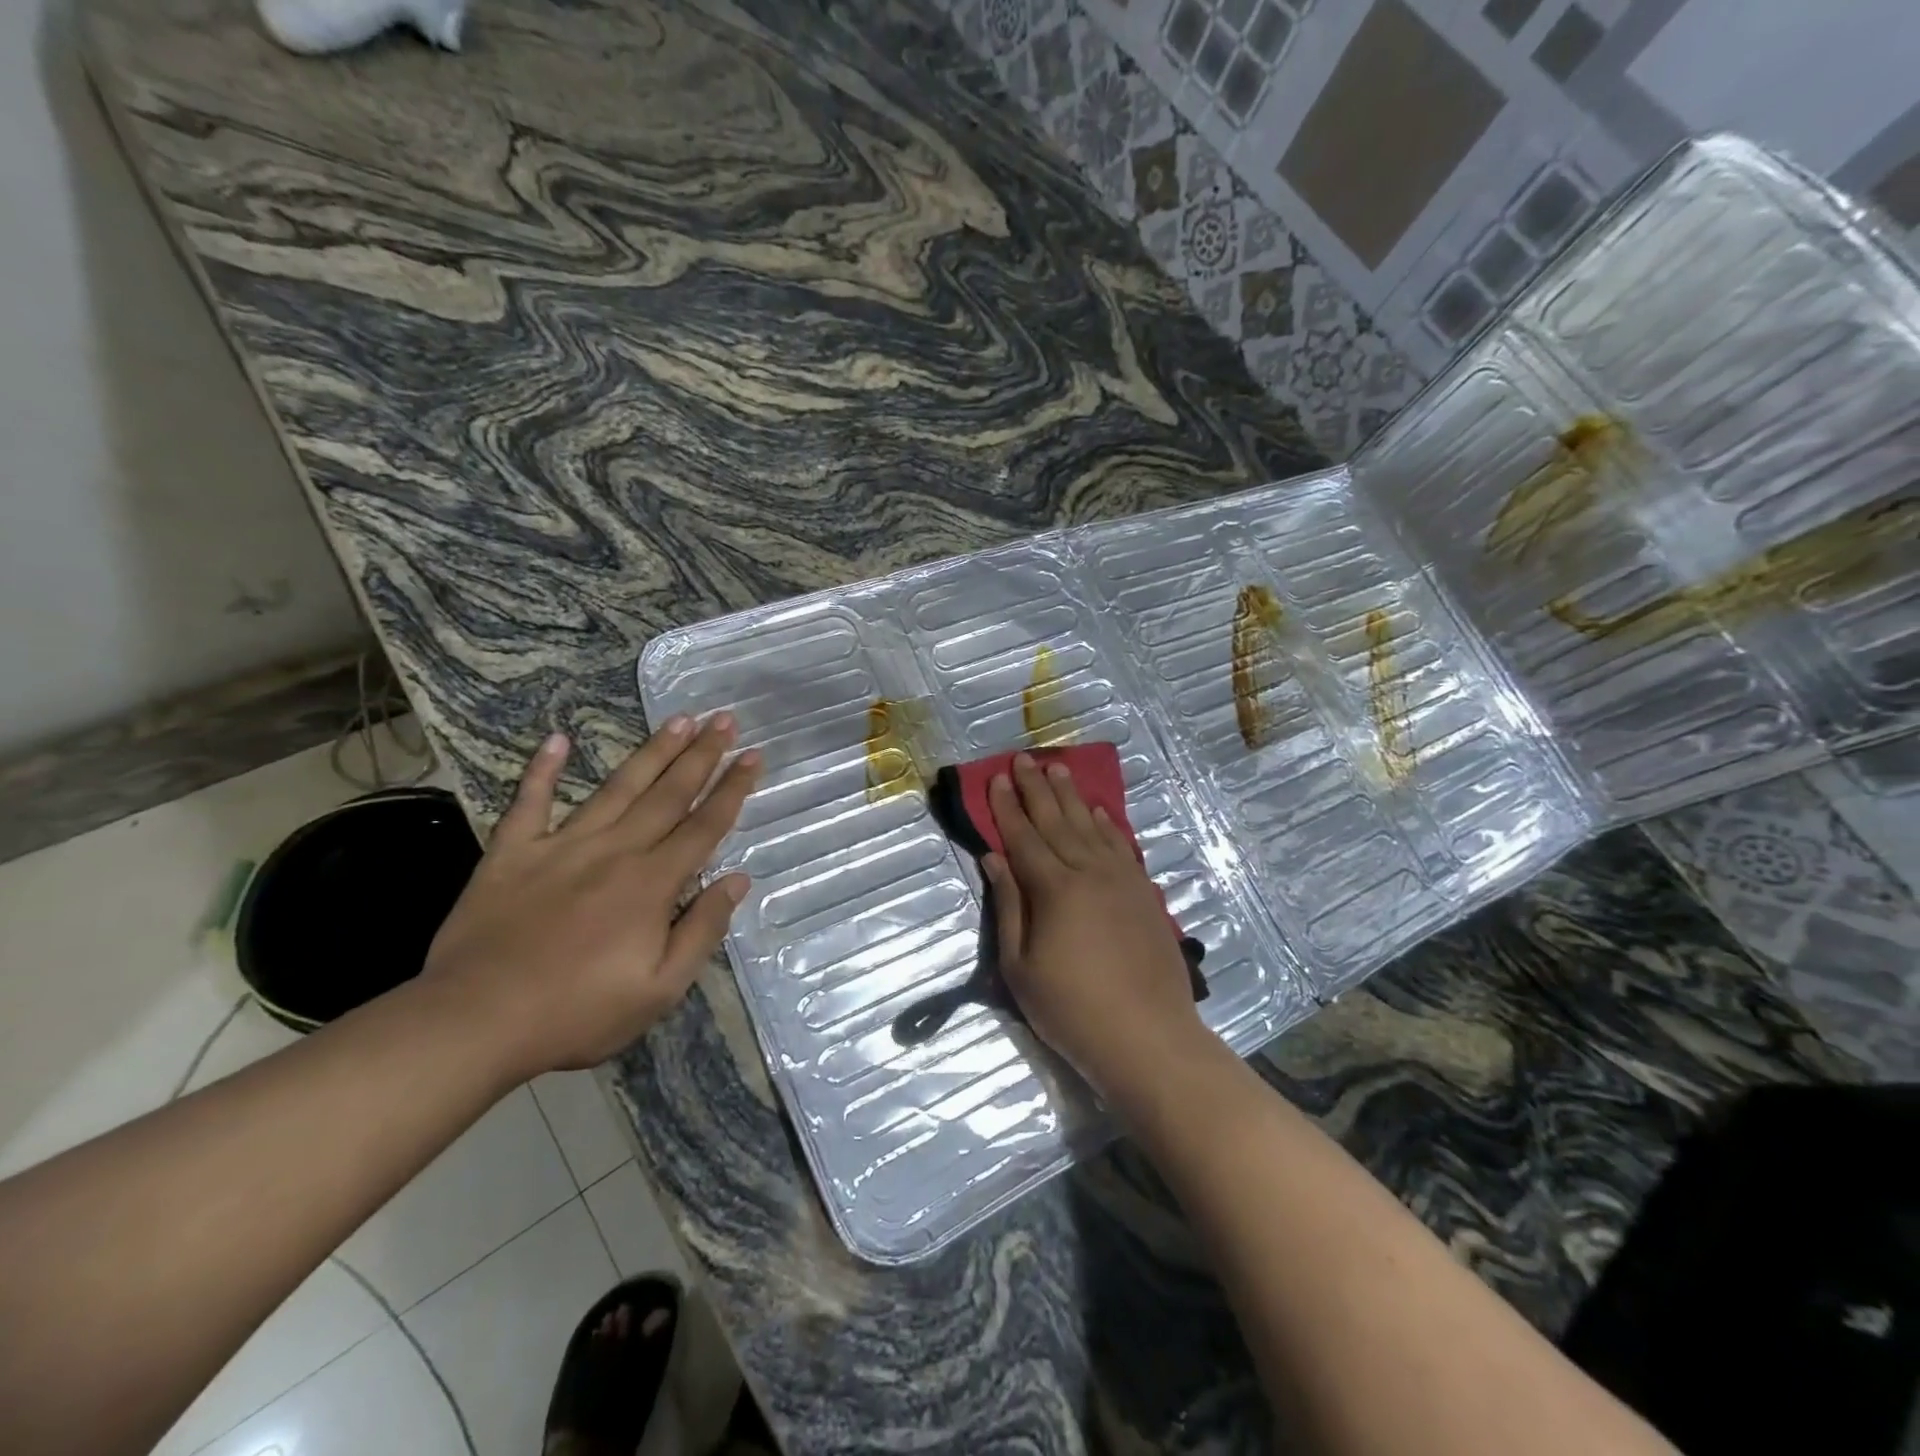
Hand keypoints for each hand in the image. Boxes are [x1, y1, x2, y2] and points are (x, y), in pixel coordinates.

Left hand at [420, 714, 759, 1081]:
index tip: (753, 755)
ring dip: (651, 752)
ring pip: (617, 788)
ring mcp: (561, 846)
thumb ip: (702, 930)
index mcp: (652, 884)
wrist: (474, 1023)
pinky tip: (556, 740)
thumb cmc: (577, 1013)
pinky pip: (529, 803)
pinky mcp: (511, 853)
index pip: (704, 826)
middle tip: (725, 720)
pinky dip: (541, 770)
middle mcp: (614, 851)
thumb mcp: (660, 990)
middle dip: (701, 755)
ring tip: (679, 720)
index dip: (732, 789)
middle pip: (668, 794)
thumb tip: (737, 880)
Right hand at [982, 753, 1206, 1102]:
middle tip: (1023, 758)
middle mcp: (1089, 872)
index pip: (1023, 837)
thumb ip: (1008, 906)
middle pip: (1057, 821)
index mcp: (1054, 889)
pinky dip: (1108, 824)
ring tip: (1059, 769)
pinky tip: (1100, 811)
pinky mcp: (1145, 892)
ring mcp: (1122, 879)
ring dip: (1072, 796)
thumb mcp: (1020, 967)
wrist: (1148, 1037)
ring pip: (1091, 826)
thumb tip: (993, 859)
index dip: (1007, 807)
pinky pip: (1122, 845)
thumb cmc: (1072, 1010)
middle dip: (1036, 788)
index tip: (998, 778)